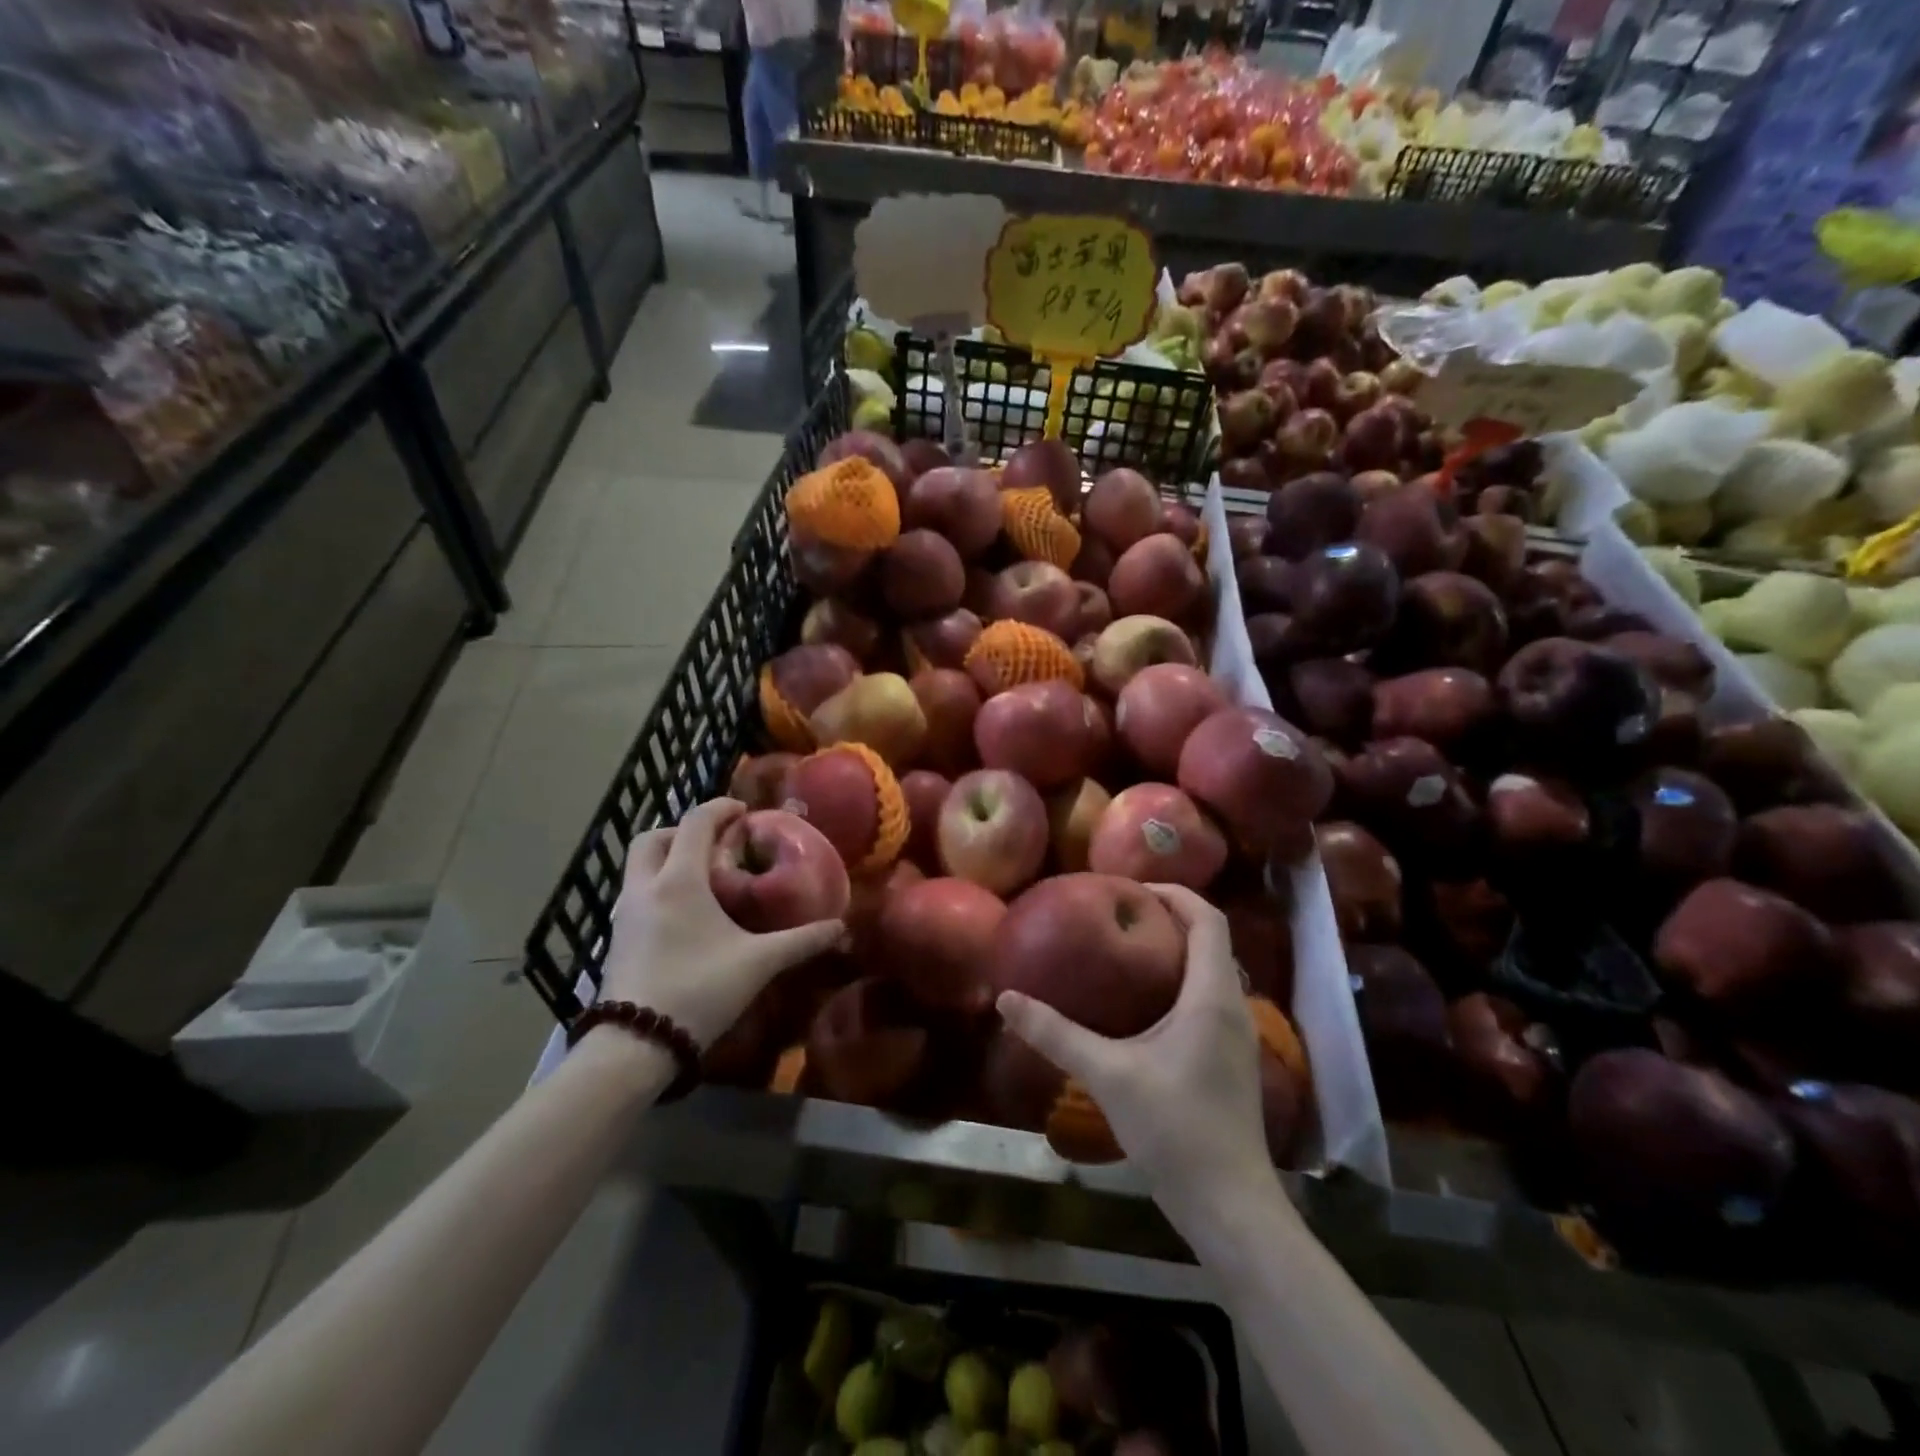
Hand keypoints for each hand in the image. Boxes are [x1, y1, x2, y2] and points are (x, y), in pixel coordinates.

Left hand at [599, 799, 845, 1048]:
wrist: (636, 1044)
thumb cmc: (699, 989)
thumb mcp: (759, 963)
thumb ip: (801, 941)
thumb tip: (841, 927)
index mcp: (680, 880)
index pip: (696, 822)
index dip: (720, 809)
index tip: (744, 812)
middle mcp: (646, 887)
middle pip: (653, 837)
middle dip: (683, 831)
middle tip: (716, 844)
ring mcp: (624, 914)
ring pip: (639, 866)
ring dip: (666, 858)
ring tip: (703, 878)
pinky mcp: (616, 939)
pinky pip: (635, 894)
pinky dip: (658, 886)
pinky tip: (683, 914)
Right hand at [996, 886, 1273, 1205]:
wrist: (1230, 1205)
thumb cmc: (1175, 1129)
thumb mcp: (1108, 1074)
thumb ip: (1057, 1035)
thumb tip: (1006, 1000)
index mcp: (1211, 996)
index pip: (1207, 918)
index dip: (1174, 893)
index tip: (1131, 887)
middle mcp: (1233, 1006)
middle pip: (1211, 940)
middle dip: (1170, 918)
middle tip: (1119, 915)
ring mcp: (1237, 1036)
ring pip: (1211, 971)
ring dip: (1176, 951)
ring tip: (1127, 950)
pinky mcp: (1230, 1060)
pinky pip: (1209, 998)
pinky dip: (1181, 982)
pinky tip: (1144, 1005)